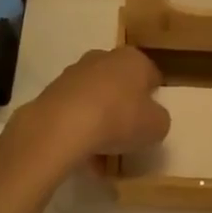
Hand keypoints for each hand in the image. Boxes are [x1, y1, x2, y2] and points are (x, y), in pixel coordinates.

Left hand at [18, 46, 169, 160]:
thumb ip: (158, 119)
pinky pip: (74, 112)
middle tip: (127, 135)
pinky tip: (83, 155)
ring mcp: (74, 73)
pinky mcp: (52, 91)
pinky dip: (80, 129)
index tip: (151, 119)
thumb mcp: (157, 126)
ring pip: (95, 98)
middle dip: (123, 106)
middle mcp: (103, 58)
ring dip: (100, 121)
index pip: (151, 75)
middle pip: (120, 84)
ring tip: (103, 154)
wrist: (63, 125)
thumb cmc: (119, 118)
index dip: (153, 97)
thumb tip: (150, 118)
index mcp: (133, 59)